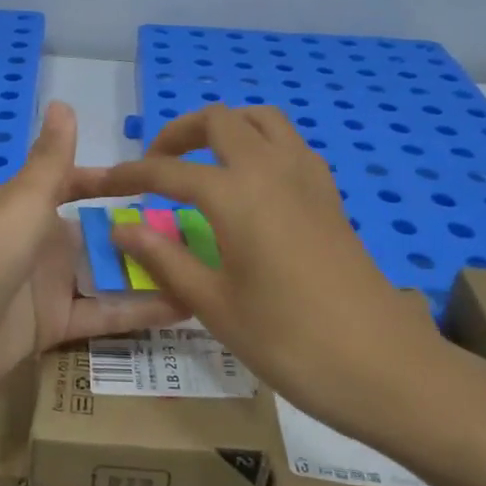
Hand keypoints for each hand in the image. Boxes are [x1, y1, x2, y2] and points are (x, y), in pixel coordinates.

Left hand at [0, 102, 184, 407]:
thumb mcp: (24, 201)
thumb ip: (51, 159)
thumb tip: (61, 101)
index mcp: (31, 207)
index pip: (77, 185)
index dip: (113, 183)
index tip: (160, 181)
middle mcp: (41, 244)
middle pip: (99, 235)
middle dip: (143, 234)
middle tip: (202, 233)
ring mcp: (47, 288)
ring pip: (107, 276)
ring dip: (149, 273)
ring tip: (205, 269)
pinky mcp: (52, 328)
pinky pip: (102, 314)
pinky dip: (138, 312)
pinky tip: (184, 308)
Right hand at [92, 104, 449, 445]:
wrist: (382, 365)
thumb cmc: (288, 340)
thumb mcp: (214, 304)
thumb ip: (164, 259)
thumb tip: (122, 228)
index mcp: (236, 195)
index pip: (169, 170)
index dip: (130, 175)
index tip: (103, 185)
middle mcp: (272, 169)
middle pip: (219, 121)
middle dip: (178, 134)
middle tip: (155, 168)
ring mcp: (308, 178)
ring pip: (261, 121)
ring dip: (224, 129)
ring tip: (201, 163)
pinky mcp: (330, 195)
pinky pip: (289, 144)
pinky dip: (259, 144)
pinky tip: (250, 184)